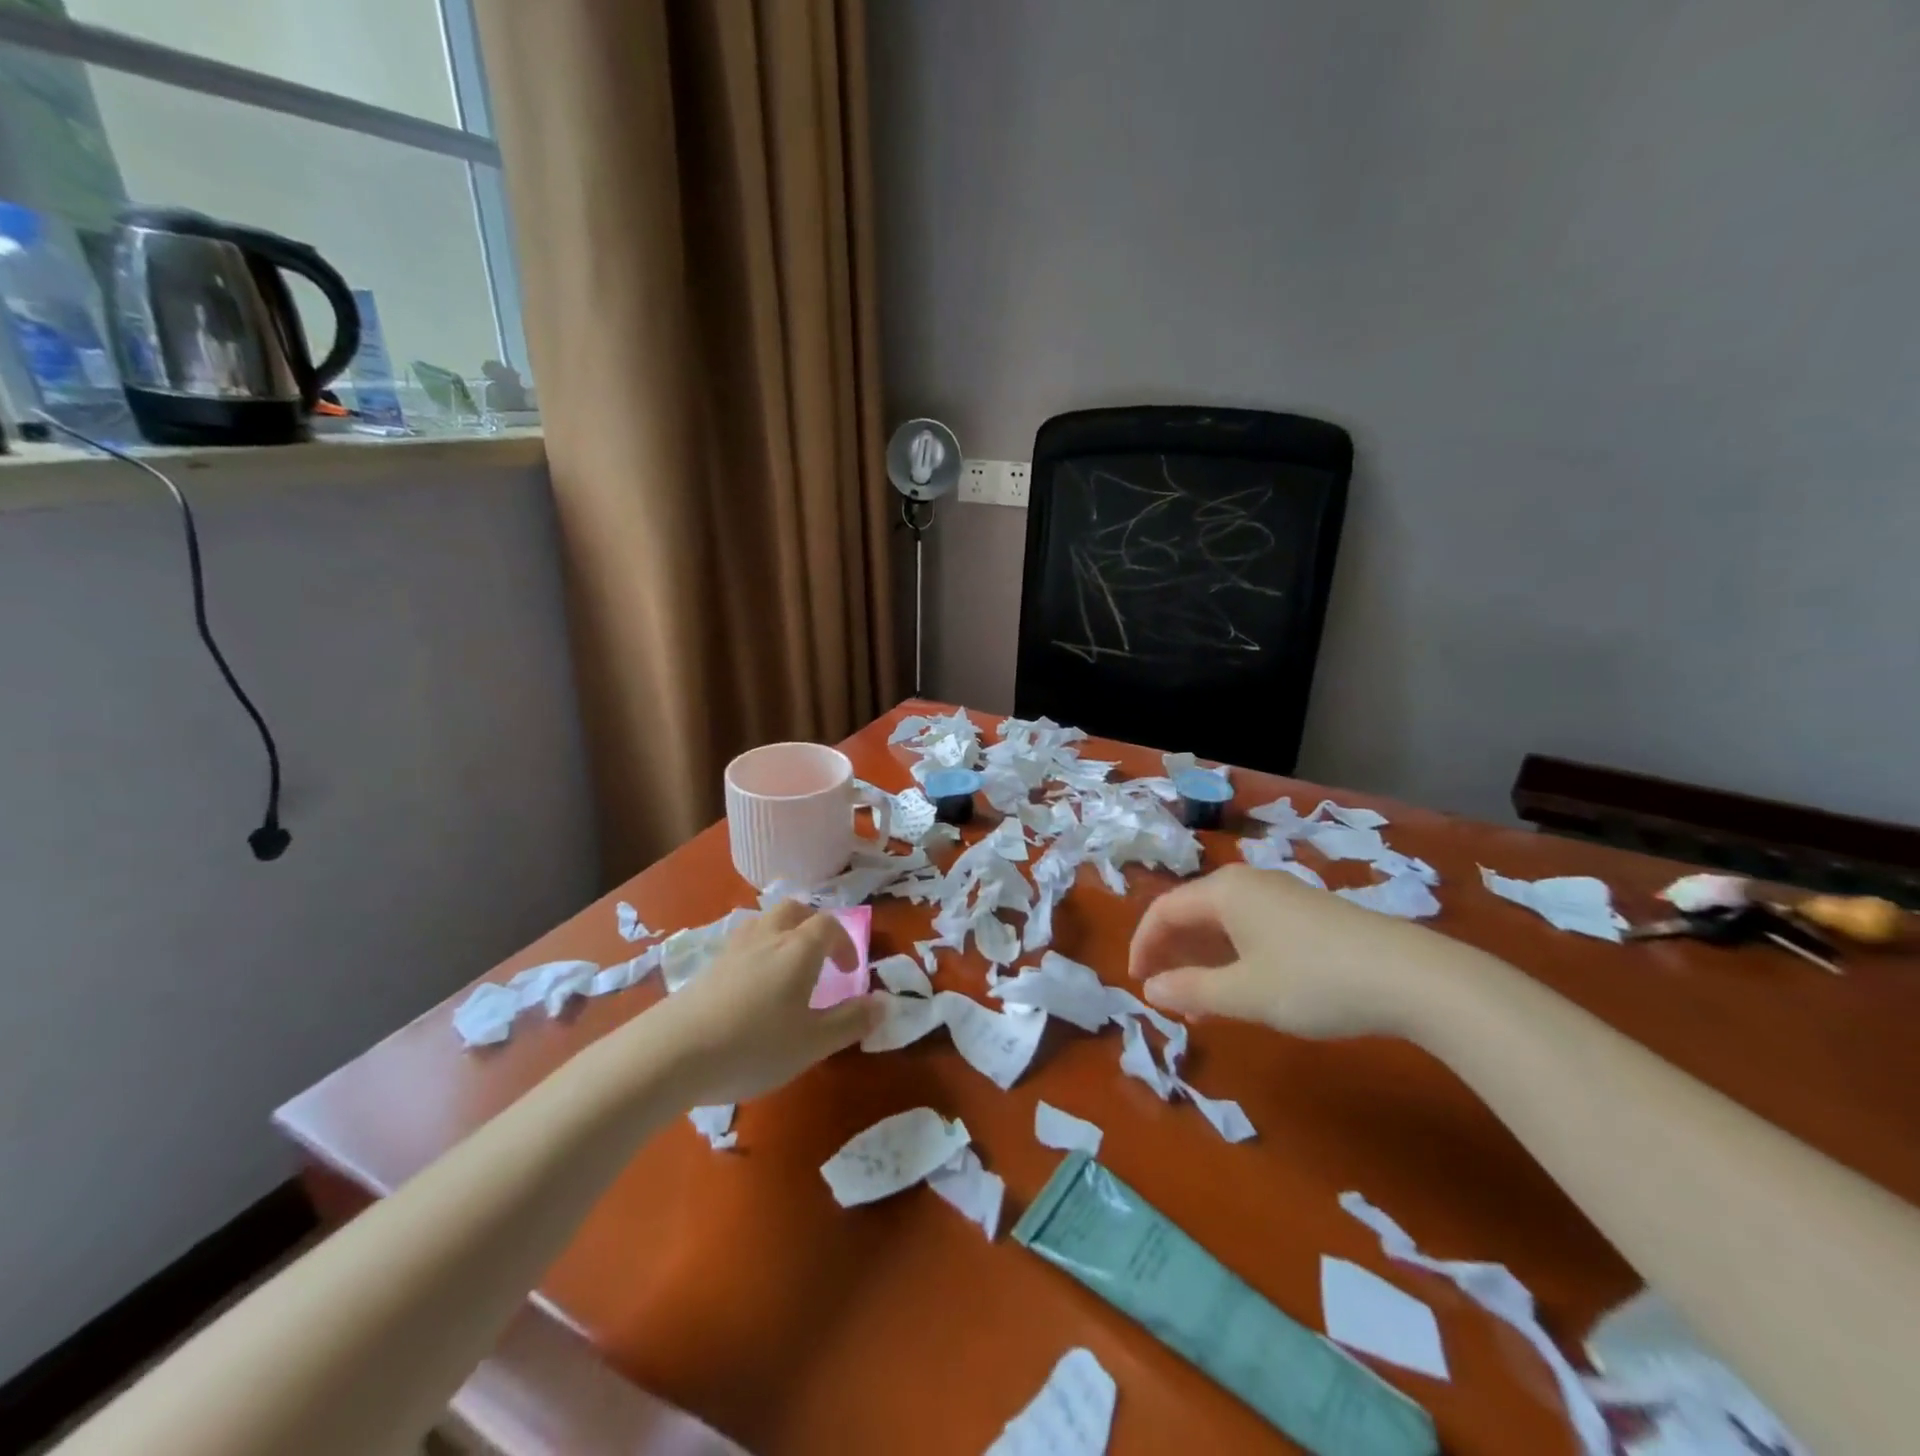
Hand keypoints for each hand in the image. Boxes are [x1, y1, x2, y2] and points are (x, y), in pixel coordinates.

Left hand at [646, 902, 880, 1106]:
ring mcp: (732, 950)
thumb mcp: (812, 1043)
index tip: (849, 973)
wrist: (671, 1053)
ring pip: (763, 922)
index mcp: (798, 949)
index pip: (829, 925)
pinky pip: (740, 944)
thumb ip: (850, 1021)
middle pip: (793, 909)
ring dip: (782, 933)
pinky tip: (750, 987)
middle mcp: (767, 937)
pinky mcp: (706, 968)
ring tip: (785, 967)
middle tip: (820, 957)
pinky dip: (755, 952)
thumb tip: (884, 1003)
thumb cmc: (753, 1045)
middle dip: (813, 925)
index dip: (845, 943)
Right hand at [1128, 863, 1465, 1038]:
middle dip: (1172, 953)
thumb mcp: (1246, 993)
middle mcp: (1248, 883)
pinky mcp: (1308, 912)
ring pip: (1223, 923)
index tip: (1138, 984)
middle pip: (1192, 913)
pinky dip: (1234, 957)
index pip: (1164, 911)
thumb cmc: (1315, 980)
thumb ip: (1191, 990)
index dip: (1143, 945)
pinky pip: (1252, 928)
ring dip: (1203, 960)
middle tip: (1165, 994)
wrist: (1413, 977)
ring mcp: (1282, 895)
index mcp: (1224, 891)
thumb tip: (1152, 990)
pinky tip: (1246, 989)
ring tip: (1201, 1003)